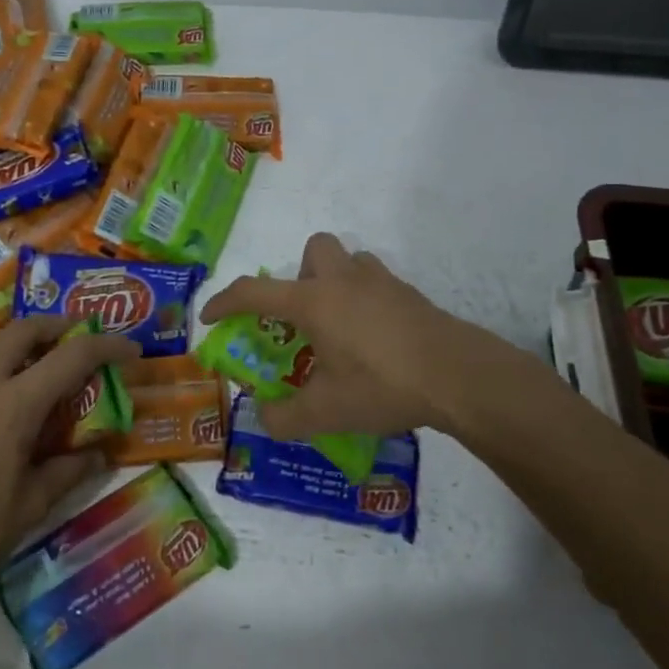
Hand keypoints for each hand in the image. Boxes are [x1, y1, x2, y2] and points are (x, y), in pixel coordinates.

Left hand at [0, 316, 141, 614]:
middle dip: (57, 327)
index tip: (129, 351)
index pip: (73, 356)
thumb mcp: (31, 506)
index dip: (107, 346)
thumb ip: (69, 471)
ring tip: (23, 355)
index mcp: (15, 404)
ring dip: (9, 337)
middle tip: (76, 339)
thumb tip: (100, 453)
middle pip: (23, 330)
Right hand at [199, 232, 468, 441]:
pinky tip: (375, 343)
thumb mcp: (325, 413)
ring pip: (350, 262)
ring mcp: (382, 284)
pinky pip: (377, 285)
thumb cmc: (382, 385)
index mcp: (314, 302)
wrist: (458, 376)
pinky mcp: (411, 296)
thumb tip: (265, 417)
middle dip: (300, 276)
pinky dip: (366, 303)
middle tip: (304, 319)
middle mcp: (344, 281)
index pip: (255, 292)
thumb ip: (284, 418)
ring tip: (339, 330)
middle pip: (313, 250)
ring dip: (336, 284)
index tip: (210, 317)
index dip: (225, 302)